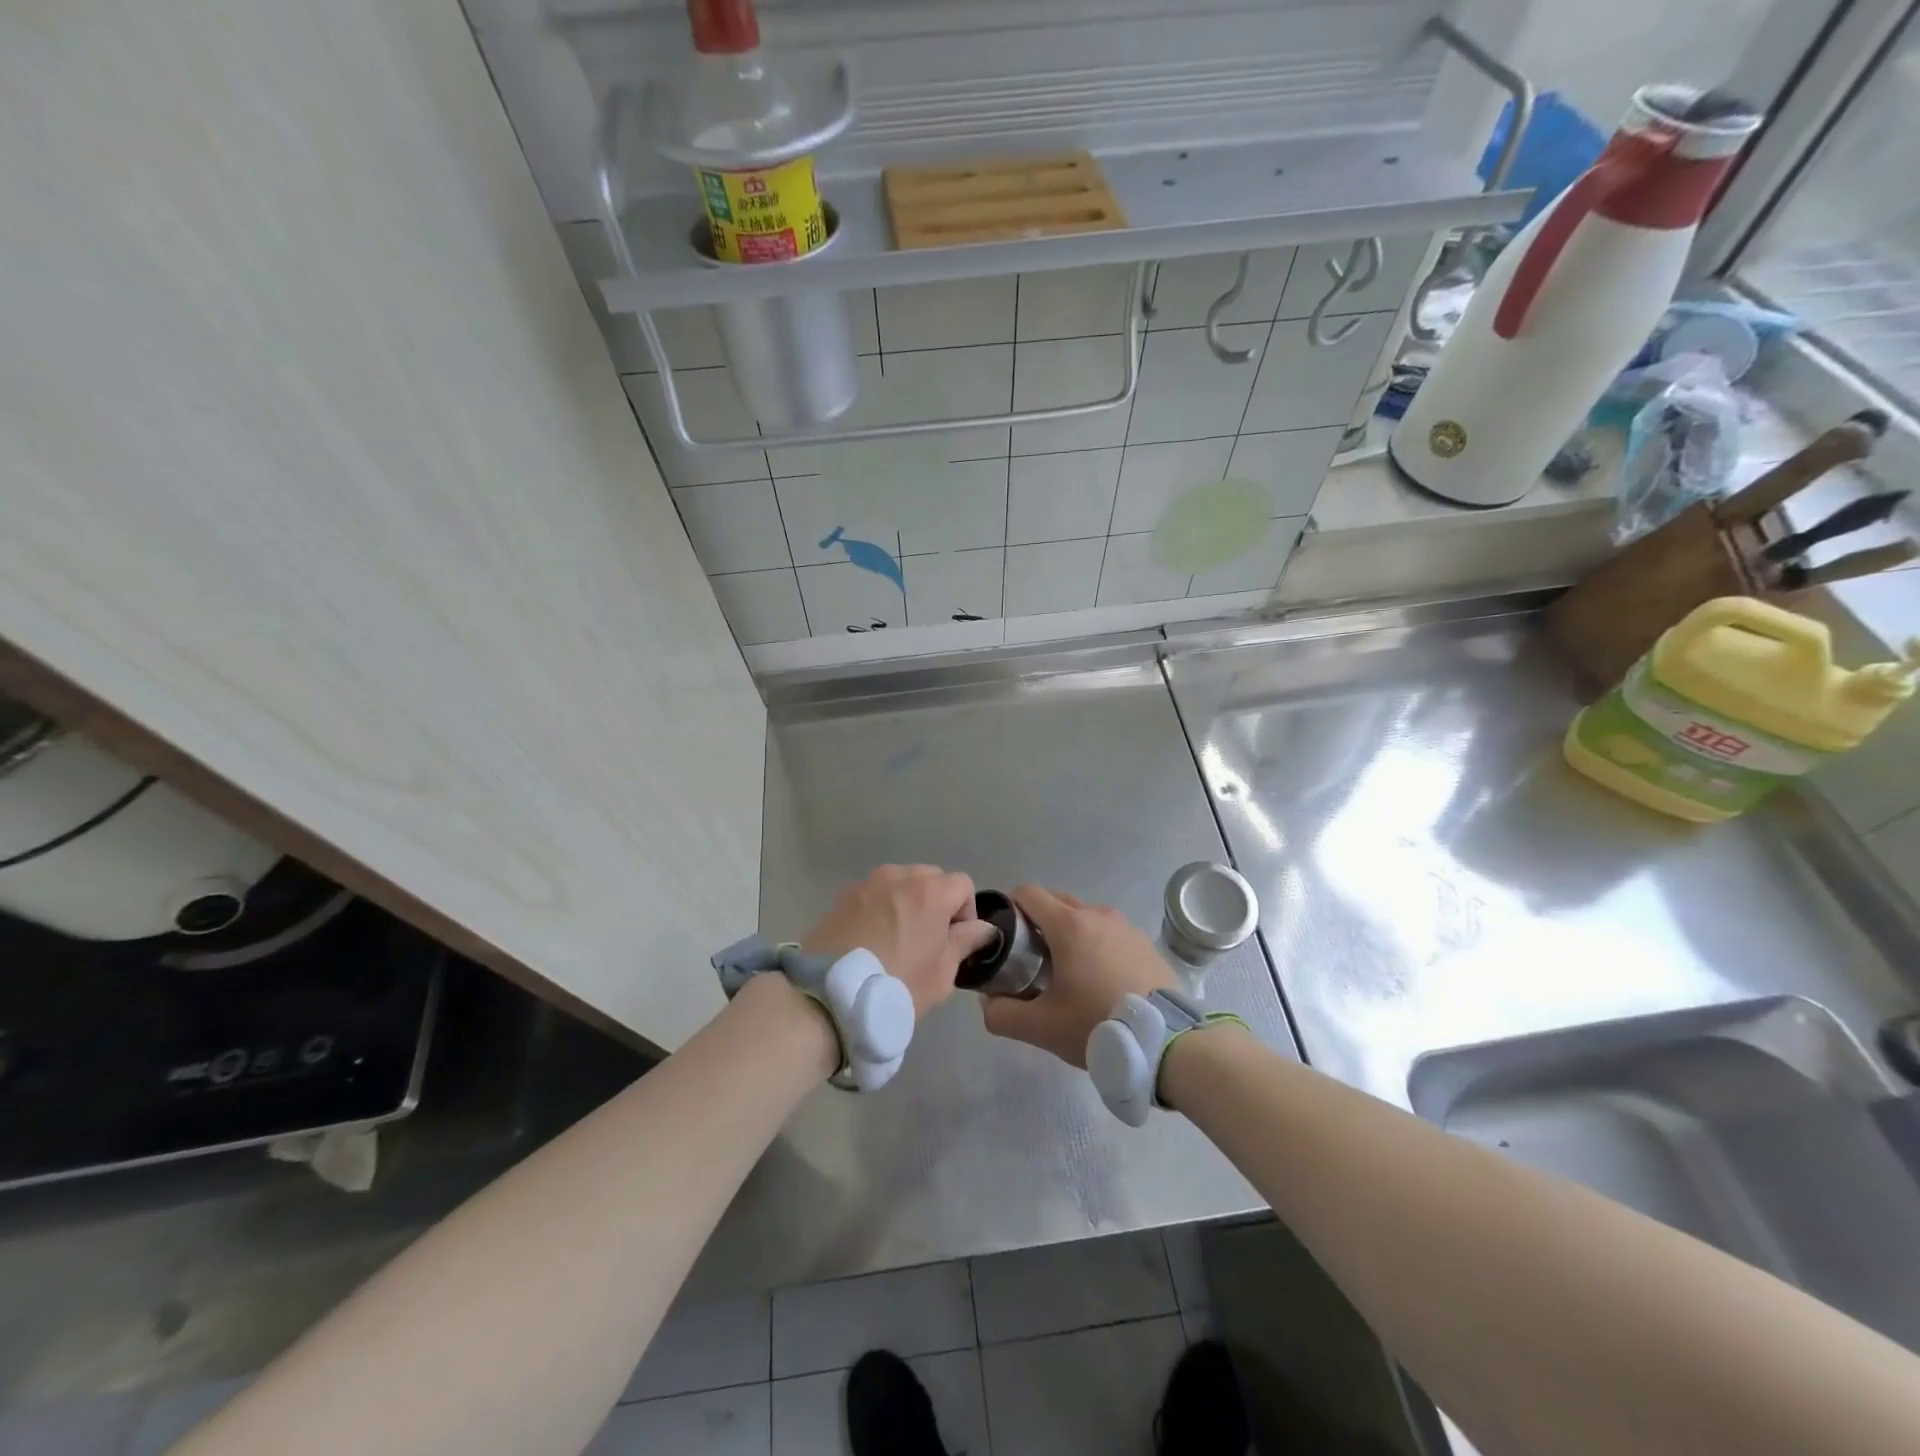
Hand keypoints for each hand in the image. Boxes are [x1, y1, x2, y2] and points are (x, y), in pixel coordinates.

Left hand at [802, 865, 995, 1019]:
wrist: (829, 996)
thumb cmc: (896, 986)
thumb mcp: (942, 973)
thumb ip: (965, 942)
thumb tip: (983, 928)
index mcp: (930, 891)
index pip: (963, 884)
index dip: (966, 912)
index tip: (954, 942)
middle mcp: (899, 876)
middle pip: (931, 878)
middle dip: (937, 903)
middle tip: (927, 941)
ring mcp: (867, 883)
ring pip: (900, 883)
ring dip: (907, 902)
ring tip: (896, 939)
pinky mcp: (843, 896)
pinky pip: (874, 894)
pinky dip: (880, 908)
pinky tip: (871, 939)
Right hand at [981, 885, 1174, 1067]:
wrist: (1167, 1042)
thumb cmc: (1097, 1025)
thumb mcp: (1041, 1027)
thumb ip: (1002, 1014)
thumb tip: (988, 1002)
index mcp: (1068, 925)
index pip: (1028, 893)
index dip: (1010, 909)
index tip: (1007, 939)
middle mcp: (1097, 914)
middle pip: (1056, 901)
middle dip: (1038, 922)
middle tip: (1032, 960)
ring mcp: (1125, 926)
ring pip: (1084, 917)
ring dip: (1069, 934)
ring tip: (1068, 973)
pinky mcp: (1145, 943)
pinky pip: (1109, 933)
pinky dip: (1096, 945)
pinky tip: (1100, 980)